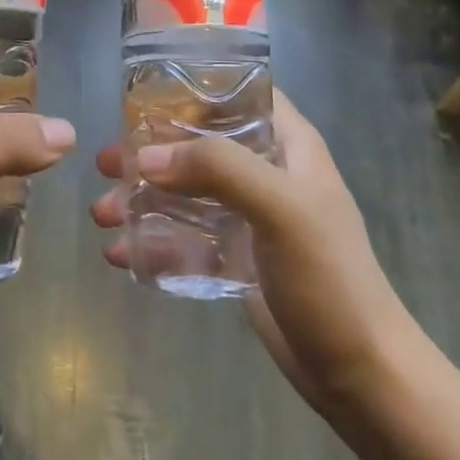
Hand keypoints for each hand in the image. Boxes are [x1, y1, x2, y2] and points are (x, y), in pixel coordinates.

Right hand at [91, 92, 414, 413]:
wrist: (358, 371)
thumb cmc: (328, 276)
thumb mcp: (280, 208)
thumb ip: (218, 169)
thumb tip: (146, 158)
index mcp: (288, 145)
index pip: (239, 93)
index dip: (194, 88)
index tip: (141, 98)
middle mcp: (267, 171)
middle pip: (199, 143)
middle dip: (150, 151)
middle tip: (106, 163)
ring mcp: (250, 215)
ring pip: (185, 189)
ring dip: (142, 197)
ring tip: (101, 215)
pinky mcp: (236, 255)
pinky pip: (185, 234)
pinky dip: (152, 238)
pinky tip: (120, 253)